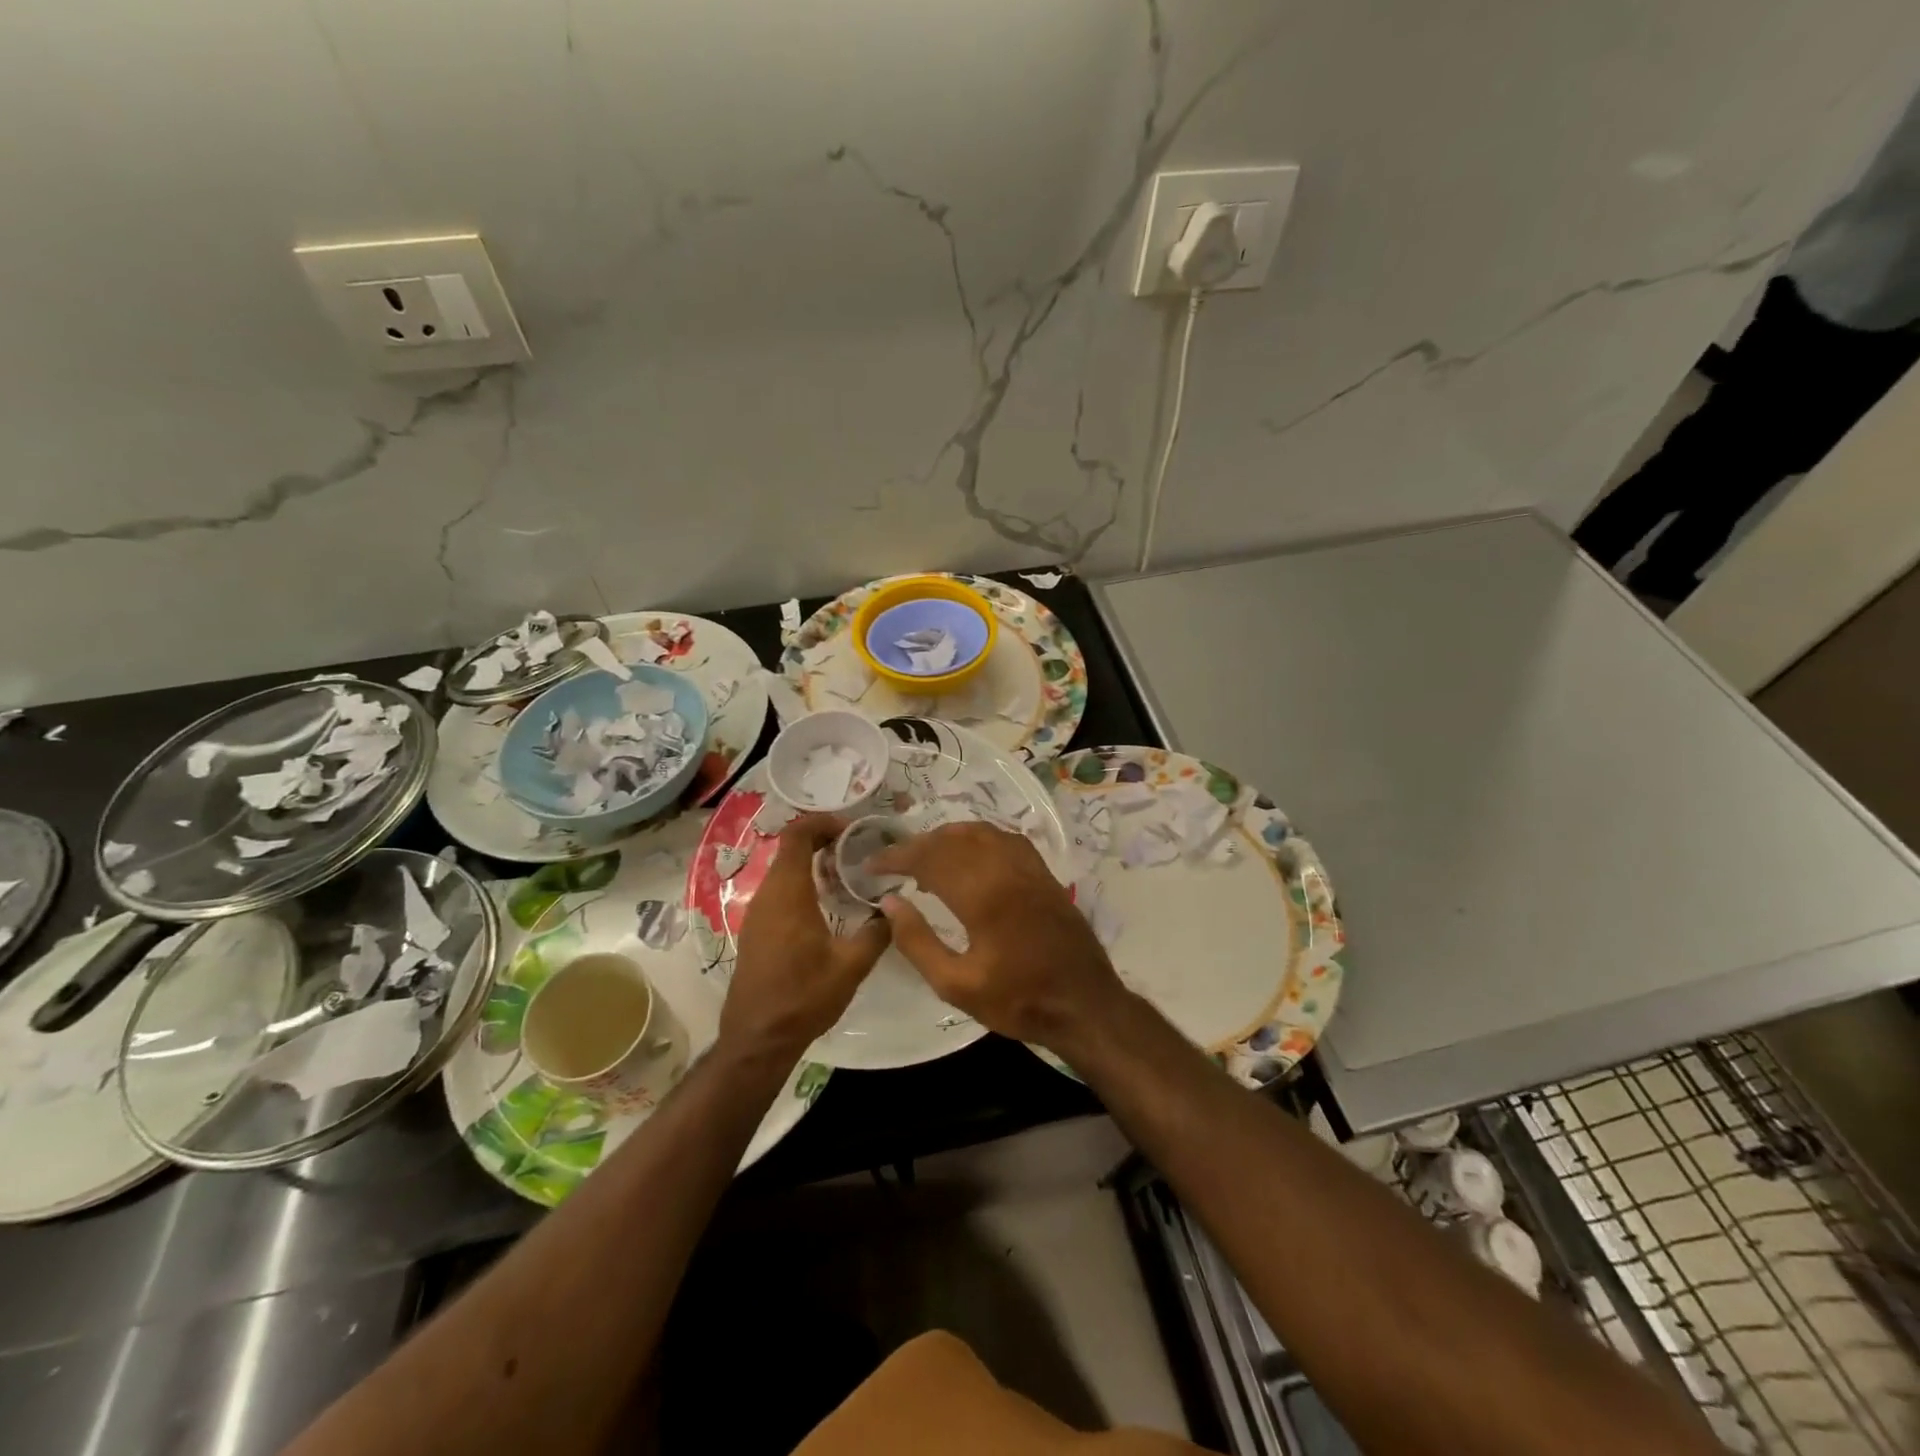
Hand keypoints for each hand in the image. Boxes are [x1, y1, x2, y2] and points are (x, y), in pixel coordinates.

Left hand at [720, 814, 889, 1059]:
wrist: (757, 1039)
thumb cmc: (803, 997)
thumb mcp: (852, 966)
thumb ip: (877, 931)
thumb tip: (895, 908)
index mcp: (788, 893)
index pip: (798, 834)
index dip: (824, 822)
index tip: (853, 830)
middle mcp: (768, 895)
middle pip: (792, 849)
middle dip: (825, 842)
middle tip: (860, 852)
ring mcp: (758, 913)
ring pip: (786, 871)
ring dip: (815, 865)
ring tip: (850, 877)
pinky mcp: (757, 930)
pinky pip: (780, 892)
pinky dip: (805, 885)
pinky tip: (829, 907)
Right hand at [870, 822, 1125, 1050]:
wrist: (1084, 1004)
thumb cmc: (1018, 1000)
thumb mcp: (956, 985)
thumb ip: (918, 942)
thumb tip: (890, 902)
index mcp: (982, 895)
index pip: (929, 859)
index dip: (896, 857)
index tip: (871, 866)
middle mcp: (1005, 869)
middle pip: (952, 839)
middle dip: (917, 845)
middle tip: (892, 863)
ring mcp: (1029, 867)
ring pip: (980, 832)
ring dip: (946, 837)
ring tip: (925, 857)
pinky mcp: (1043, 873)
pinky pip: (1005, 838)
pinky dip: (978, 838)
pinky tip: (969, 854)